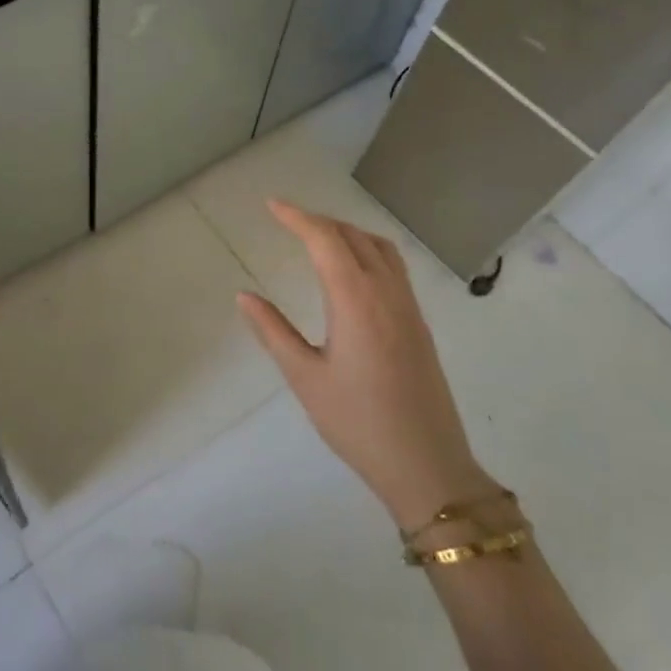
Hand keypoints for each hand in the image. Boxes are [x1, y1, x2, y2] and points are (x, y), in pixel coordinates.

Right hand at [236, 200, 490, 530]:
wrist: (427, 466)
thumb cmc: (357, 422)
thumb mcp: (305, 377)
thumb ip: (273, 331)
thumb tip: (243, 296)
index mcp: (357, 301)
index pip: (326, 240)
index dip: (297, 217)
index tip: (271, 205)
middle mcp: (387, 293)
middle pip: (354, 236)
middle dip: (320, 221)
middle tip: (287, 220)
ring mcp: (409, 308)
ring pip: (381, 248)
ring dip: (348, 232)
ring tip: (318, 237)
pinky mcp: (419, 324)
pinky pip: (394, 267)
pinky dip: (368, 250)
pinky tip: (352, 270)